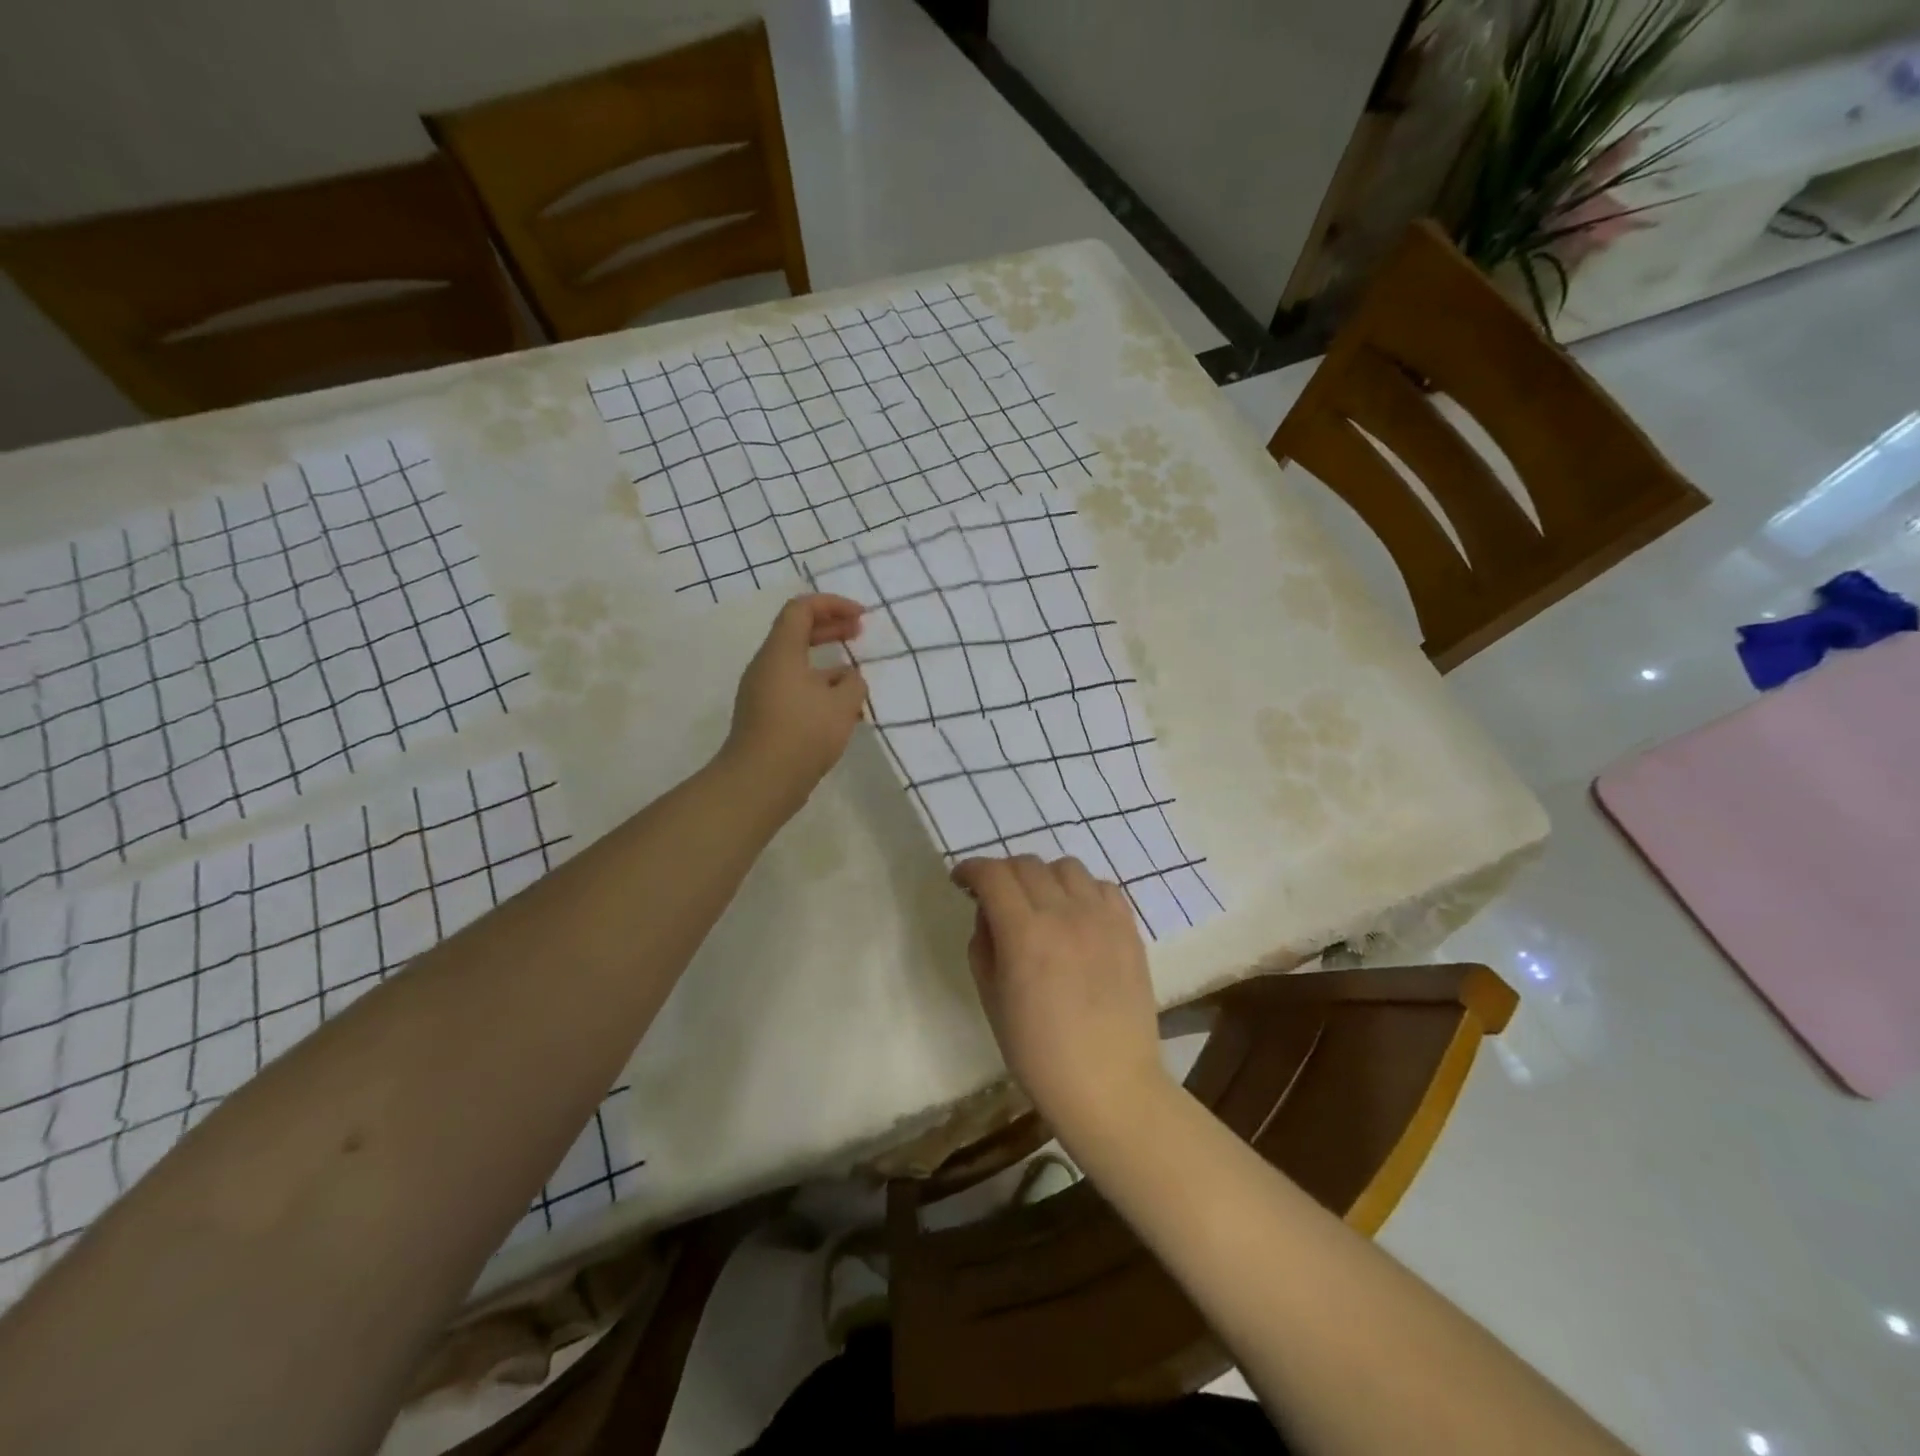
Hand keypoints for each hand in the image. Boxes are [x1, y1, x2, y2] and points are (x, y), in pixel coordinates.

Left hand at [723, 594, 867, 813]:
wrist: (759, 782)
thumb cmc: (802, 733)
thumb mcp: (842, 705)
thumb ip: (853, 683)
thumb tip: (849, 679)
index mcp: (781, 652)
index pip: (802, 609)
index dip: (833, 605)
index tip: (861, 616)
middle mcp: (767, 666)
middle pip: (797, 633)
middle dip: (831, 629)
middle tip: (859, 633)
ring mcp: (763, 693)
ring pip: (798, 665)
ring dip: (828, 664)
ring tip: (857, 680)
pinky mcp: (766, 717)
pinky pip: (795, 690)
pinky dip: (819, 689)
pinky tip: (842, 711)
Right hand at [951, 855, 1170, 1140]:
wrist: (1110, 1085)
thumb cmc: (1039, 1054)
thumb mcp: (992, 1000)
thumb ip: (984, 946)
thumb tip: (989, 914)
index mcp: (1024, 934)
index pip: (993, 875)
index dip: (971, 869)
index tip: (961, 881)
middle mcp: (1064, 913)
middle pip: (1027, 864)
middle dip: (1002, 873)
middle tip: (995, 896)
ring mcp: (1102, 918)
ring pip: (1067, 867)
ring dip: (1043, 876)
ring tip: (1039, 902)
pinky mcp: (1129, 928)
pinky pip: (1103, 886)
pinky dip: (1082, 890)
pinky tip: (1077, 915)